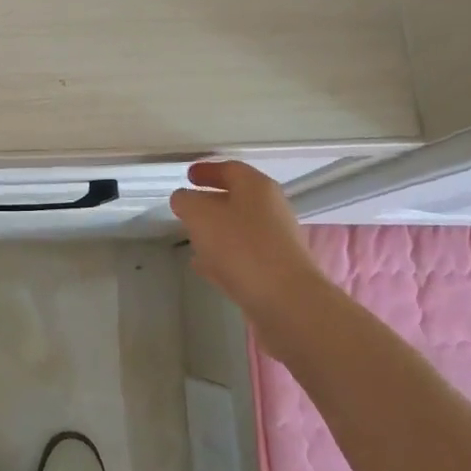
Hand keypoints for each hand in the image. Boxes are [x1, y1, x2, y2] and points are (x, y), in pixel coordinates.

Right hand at [169, 161, 321, 341]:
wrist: (287, 302)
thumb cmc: (241, 247)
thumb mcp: (200, 216)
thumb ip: (186, 202)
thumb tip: (184, 199)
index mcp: (257, 187)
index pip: (230, 169)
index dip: (206, 170)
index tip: (188, 176)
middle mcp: (272, 209)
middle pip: (237, 198)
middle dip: (210, 202)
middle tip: (187, 207)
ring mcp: (277, 241)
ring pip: (239, 228)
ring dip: (216, 231)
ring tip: (191, 237)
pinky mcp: (276, 271)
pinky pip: (243, 256)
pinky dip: (223, 256)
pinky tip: (204, 266)